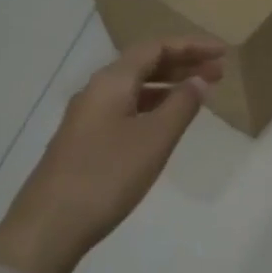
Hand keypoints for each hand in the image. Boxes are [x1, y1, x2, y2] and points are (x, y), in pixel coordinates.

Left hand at [0, 36, 224, 272]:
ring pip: (135, 88)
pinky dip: (153, 106)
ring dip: (169, 86)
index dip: (192, 46)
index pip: (156, 48)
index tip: (223, 53)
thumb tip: (199, 80)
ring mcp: (88, 117)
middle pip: (144, 64)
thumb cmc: (107, 176)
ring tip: (200, 94)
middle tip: (219, 72)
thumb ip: (181, 105)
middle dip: (183, 64)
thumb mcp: (154, 139)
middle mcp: (97, 91)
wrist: (48, 227)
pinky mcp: (85, 141)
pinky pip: (127, 108)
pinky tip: (167, 122)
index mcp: (112, 82)